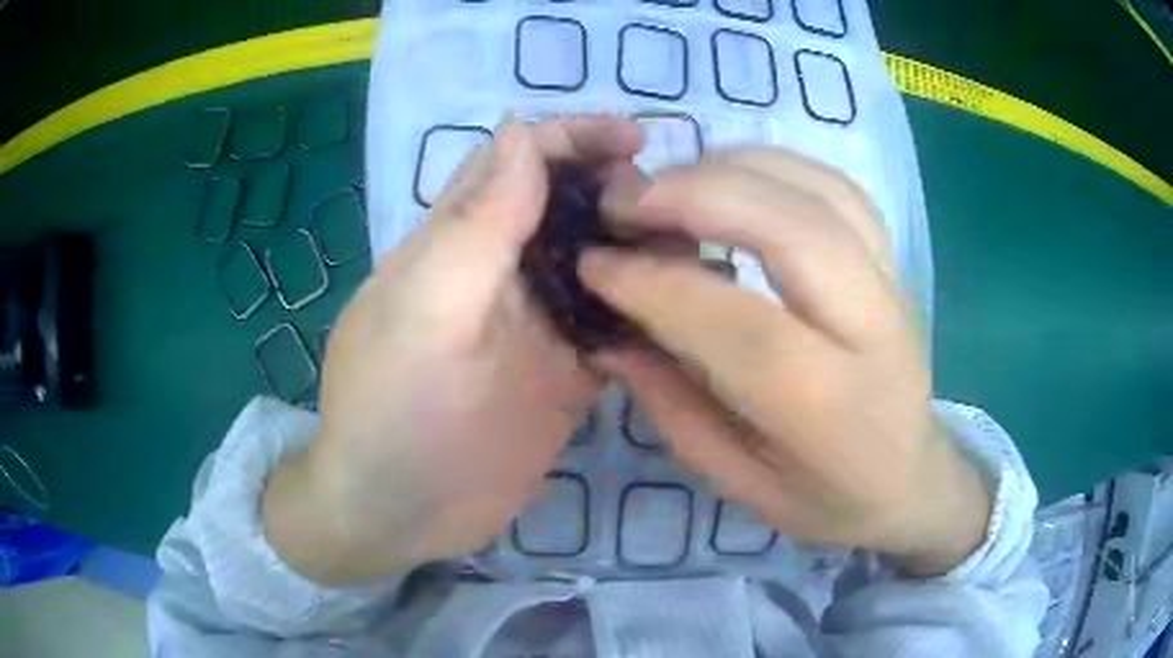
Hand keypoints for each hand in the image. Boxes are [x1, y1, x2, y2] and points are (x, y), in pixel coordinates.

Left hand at [262, 116, 644, 584]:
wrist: (400, 513)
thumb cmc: (395, 411)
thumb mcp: (425, 311)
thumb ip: (476, 223)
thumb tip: (522, 129)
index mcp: (459, 242)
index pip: (519, 159)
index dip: (574, 137)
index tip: (636, 140)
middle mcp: (501, 271)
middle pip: (568, 204)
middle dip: (620, 189)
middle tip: (676, 209)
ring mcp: (538, 325)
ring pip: (599, 261)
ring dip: (643, 248)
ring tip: (696, 253)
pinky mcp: (565, 374)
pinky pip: (614, 327)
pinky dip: (648, 312)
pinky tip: (688, 311)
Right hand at [581, 149, 990, 575]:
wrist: (912, 480)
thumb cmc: (827, 500)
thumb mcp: (740, 484)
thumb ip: (674, 409)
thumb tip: (610, 338)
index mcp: (831, 408)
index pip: (740, 324)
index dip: (656, 284)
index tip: (595, 262)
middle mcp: (873, 332)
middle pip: (792, 229)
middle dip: (694, 197)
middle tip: (621, 200)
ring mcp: (893, 284)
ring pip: (818, 191)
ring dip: (731, 169)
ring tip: (665, 185)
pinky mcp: (893, 260)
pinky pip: (837, 187)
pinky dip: (775, 166)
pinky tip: (729, 177)